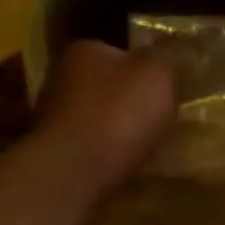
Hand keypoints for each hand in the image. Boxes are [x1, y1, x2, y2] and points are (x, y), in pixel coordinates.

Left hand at [34, 40, 177, 197]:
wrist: (73, 173)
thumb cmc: (117, 114)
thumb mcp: (158, 75)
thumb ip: (168, 59)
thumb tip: (170, 57)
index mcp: (84, 51)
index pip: (121, 52)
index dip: (147, 71)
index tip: (168, 91)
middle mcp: (61, 79)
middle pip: (108, 87)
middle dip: (132, 104)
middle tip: (163, 121)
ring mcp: (54, 119)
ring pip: (99, 120)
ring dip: (120, 132)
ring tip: (148, 149)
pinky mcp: (56, 154)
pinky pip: (92, 149)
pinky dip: (108, 156)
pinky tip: (126, 168)